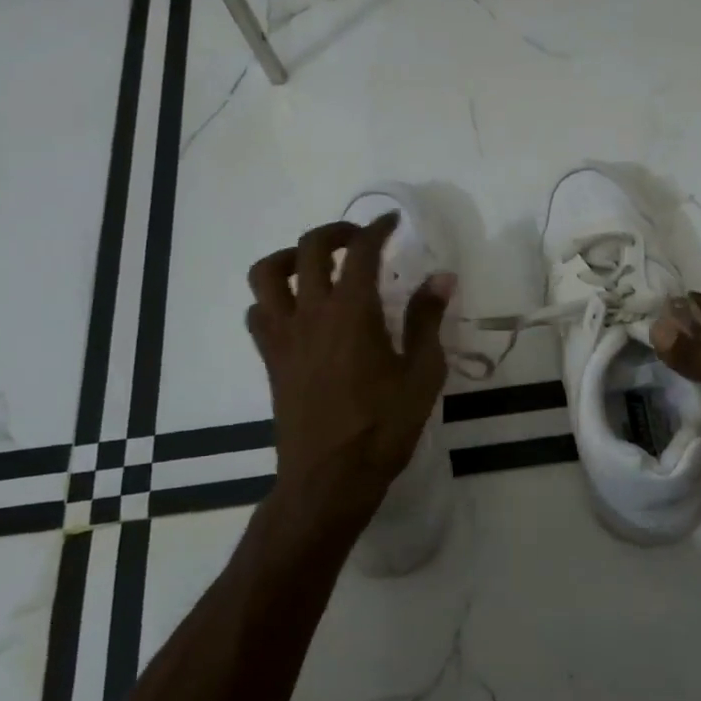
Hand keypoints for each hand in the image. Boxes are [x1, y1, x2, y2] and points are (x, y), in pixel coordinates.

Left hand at [246, 214, 453, 532]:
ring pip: (267, 274)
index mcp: (352, 313)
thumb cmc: (382, 428)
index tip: (392, 221)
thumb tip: (442, 278)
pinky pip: (258, 312)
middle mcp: (311, 313)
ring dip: (291, 257)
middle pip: (309, 248)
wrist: (329, 479)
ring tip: (315, 265)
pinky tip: (297, 311)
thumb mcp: (420, 375)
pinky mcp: (271, 359)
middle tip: (359, 239)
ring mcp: (284, 335)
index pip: (361, 252)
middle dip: (336, 232)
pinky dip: (272, 298)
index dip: (377, 228)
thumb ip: (427, 321)